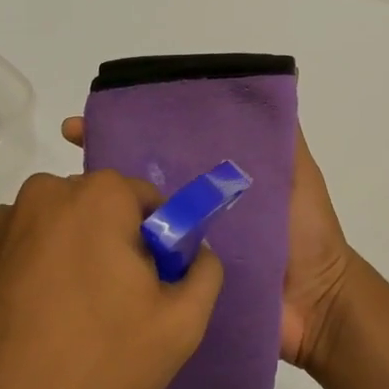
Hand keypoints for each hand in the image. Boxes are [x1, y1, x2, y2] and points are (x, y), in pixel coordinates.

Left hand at [0, 171, 223, 388]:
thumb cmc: (93, 368)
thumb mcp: (178, 327)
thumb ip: (203, 273)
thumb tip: (193, 253)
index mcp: (93, 198)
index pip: (145, 200)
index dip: (158, 244)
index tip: (151, 290)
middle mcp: (38, 197)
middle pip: (95, 213)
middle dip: (111, 250)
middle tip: (114, 314)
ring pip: (52, 236)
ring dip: (66, 265)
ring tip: (63, 331)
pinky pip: (13, 260)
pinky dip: (27, 284)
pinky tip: (26, 336)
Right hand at [60, 118, 354, 373]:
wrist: (318, 305)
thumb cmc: (307, 235)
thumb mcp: (298, 175)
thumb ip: (282, 139)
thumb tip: (270, 83)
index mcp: (211, 184)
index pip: (164, 149)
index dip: (131, 132)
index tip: (89, 122)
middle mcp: (191, 212)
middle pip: (141, 184)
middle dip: (105, 169)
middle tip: (71, 157)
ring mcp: (181, 251)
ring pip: (137, 224)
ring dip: (105, 212)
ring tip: (70, 197)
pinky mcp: (177, 286)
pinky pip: (145, 269)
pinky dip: (118, 258)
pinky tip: (86, 246)